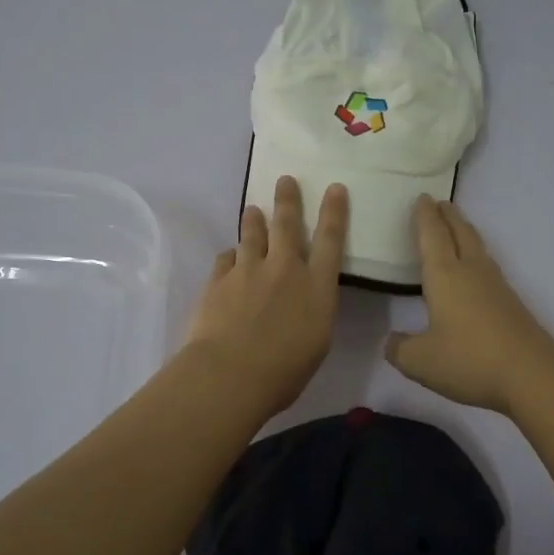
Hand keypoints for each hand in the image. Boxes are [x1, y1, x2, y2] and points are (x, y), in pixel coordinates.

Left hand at [183, 176, 348, 419]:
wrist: (229, 374)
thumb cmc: (284, 371)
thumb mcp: (316, 343)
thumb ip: (313, 312)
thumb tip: (305, 300)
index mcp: (316, 287)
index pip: (331, 240)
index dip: (334, 212)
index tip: (335, 188)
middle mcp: (284, 269)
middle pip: (287, 225)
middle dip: (288, 200)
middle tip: (285, 179)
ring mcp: (248, 271)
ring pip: (252, 234)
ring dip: (253, 219)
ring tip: (252, 208)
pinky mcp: (218, 280)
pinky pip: (226, 259)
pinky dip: (230, 256)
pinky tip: (229, 258)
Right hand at [386, 197, 553, 414]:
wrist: (532, 376)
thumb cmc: (469, 360)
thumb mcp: (420, 361)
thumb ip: (400, 348)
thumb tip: (392, 340)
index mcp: (445, 276)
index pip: (432, 236)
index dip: (425, 217)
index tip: (422, 198)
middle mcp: (471, 272)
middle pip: (460, 234)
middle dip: (448, 216)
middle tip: (440, 202)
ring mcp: (496, 286)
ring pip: (477, 248)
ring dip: (464, 233)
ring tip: (456, 228)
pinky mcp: (511, 304)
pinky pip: (487, 268)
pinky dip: (476, 257)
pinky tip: (474, 272)